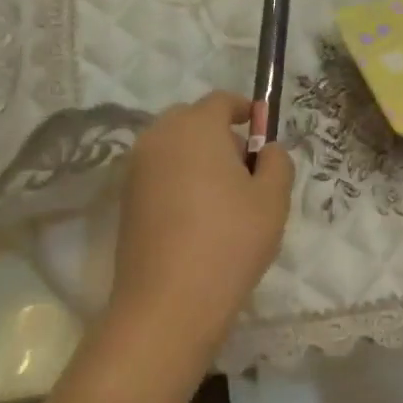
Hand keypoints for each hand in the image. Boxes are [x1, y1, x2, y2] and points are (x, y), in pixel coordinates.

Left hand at [107, 92, 294, 356]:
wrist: (169, 302)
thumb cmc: (230, 241)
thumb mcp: (272, 200)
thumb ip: (277, 163)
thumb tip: (267, 150)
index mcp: (195, 127)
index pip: (220, 101)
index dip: (244, 110)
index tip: (261, 129)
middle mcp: (158, 137)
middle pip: (191, 120)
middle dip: (218, 134)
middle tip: (244, 168)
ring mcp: (136, 169)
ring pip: (172, 148)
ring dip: (196, 158)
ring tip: (222, 197)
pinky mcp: (125, 199)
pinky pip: (158, 174)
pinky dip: (178, 180)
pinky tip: (196, 217)